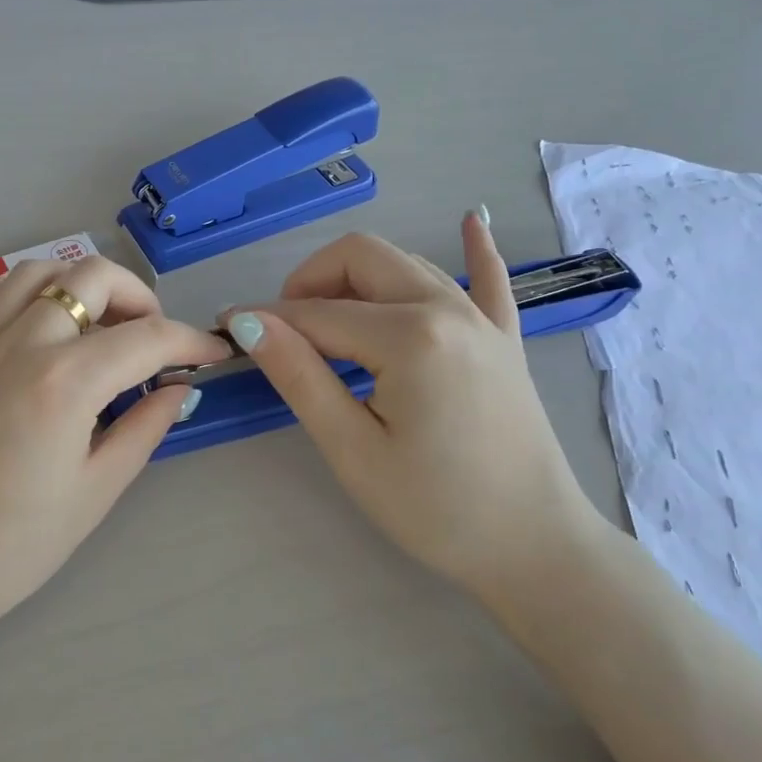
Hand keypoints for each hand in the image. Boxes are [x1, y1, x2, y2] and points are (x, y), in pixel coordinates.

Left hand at [0, 256, 226, 633]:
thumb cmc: (15, 546)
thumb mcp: (97, 491)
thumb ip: (144, 429)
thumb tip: (178, 390)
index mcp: (65, 382)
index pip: (145, 338)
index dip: (189, 341)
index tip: (212, 355)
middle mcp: (21, 346)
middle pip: (91, 277)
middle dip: (138, 297)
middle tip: (152, 342)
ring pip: (32, 273)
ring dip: (77, 284)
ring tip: (97, 326)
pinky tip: (19, 313)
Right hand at [224, 215, 608, 599]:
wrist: (534, 547)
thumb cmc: (436, 509)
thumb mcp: (353, 449)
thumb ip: (301, 376)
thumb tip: (250, 323)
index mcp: (409, 336)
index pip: (317, 312)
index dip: (267, 320)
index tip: (228, 329)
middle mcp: (447, 308)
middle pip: (362, 259)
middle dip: (310, 283)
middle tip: (283, 332)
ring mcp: (483, 319)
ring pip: (407, 264)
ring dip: (358, 277)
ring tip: (329, 321)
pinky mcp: (504, 339)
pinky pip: (488, 280)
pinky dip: (474, 249)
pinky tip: (472, 214)